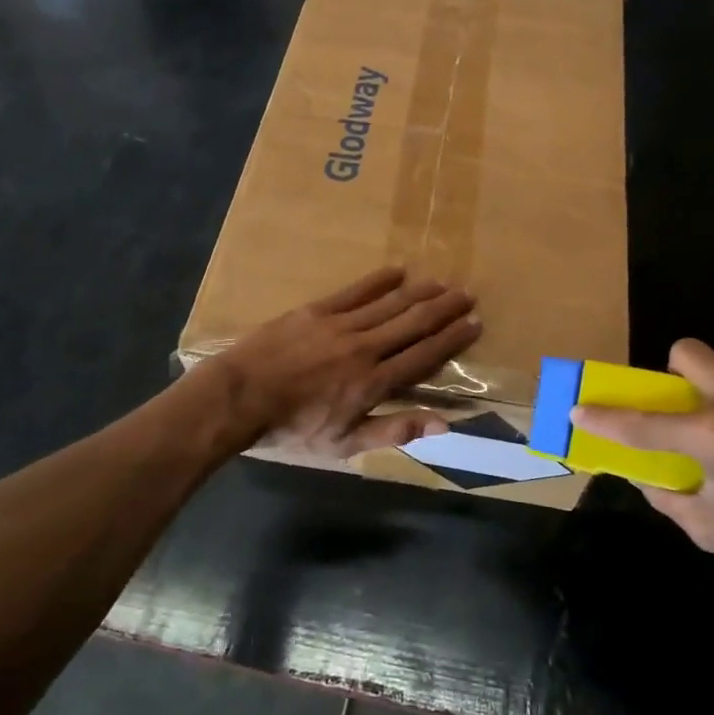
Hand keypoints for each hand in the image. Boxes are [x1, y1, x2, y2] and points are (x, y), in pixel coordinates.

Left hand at [210, 267, 480, 457]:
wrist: (239, 398)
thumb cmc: (292, 428)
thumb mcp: (344, 444)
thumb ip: (394, 430)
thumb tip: (444, 423)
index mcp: (373, 383)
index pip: (423, 355)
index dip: (451, 339)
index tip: (474, 324)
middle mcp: (365, 348)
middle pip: (413, 323)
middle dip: (444, 308)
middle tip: (467, 294)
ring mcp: (340, 325)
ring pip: (390, 304)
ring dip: (419, 292)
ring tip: (442, 282)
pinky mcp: (316, 311)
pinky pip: (355, 291)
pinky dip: (379, 281)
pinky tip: (398, 270)